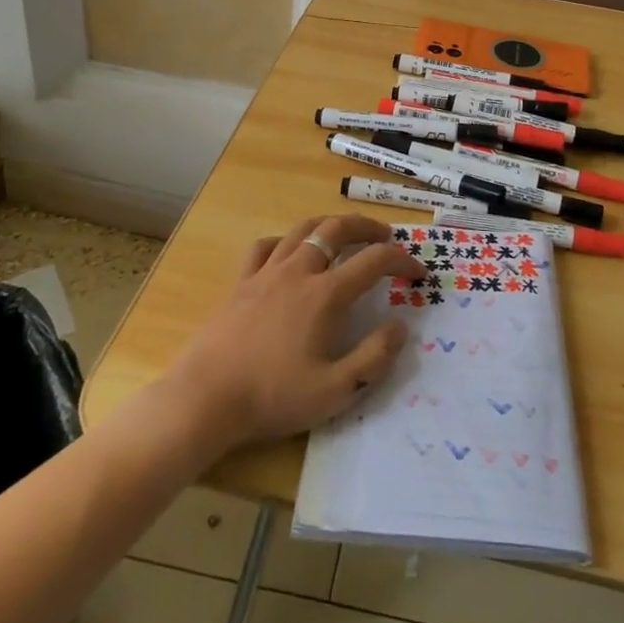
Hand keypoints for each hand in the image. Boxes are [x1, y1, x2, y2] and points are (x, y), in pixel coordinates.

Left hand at [160, 215, 423, 454]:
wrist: (206, 397)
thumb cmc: (273, 396)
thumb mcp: (335, 391)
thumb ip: (374, 357)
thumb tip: (400, 326)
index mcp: (325, 295)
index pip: (373, 261)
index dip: (401, 261)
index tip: (417, 272)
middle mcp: (299, 271)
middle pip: (337, 228)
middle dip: (367, 226)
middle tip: (386, 235)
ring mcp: (266, 272)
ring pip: (303, 229)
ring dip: (330, 224)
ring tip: (344, 232)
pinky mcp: (241, 282)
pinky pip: (266, 246)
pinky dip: (285, 241)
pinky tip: (289, 251)